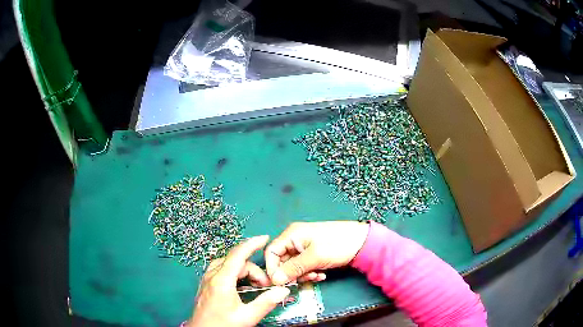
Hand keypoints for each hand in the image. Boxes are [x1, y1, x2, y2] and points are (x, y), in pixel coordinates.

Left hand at [187, 236, 289, 326]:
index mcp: (222, 280)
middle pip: (235, 261)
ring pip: (228, 264)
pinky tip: (241, 285)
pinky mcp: (206, 284)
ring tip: (255, 285)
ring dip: (244, 270)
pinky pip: (221, 270)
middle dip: (253, 269)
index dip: (252, 244)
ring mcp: (207, 279)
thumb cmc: (223, 324)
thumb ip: (266, 302)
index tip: (266, 238)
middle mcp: (212, 275)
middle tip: (265, 286)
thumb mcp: (247, 316)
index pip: (238, 254)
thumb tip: (283, 290)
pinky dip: (235, 273)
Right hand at [265, 221, 369, 285]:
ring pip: (293, 266)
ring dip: (303, 274)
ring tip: (317, 276)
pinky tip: (322, 274)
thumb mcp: (314, 257)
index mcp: (292, 234)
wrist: (363, 242)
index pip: (271, 252)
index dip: (272, 268)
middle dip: (292, 273)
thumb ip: (293, 268)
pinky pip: (304, 267)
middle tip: (305, 279)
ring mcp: (304, 247)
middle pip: (282, 261)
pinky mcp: (313, 254)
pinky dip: (310, 273)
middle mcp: (295, 239)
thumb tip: (274, 280)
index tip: (279, 283)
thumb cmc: (337, 245)